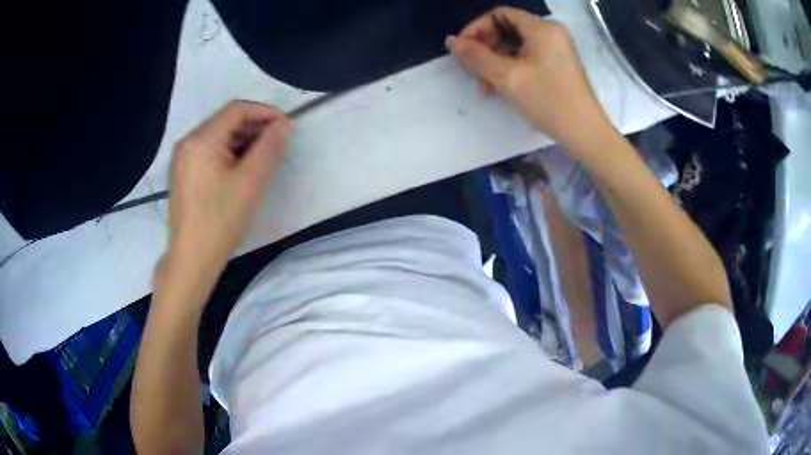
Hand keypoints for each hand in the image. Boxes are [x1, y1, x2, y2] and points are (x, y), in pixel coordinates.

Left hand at [167, 100, 292, 268]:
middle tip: (279, 143)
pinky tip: (243, 168)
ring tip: (265, 156)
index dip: (265, 112)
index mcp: (201, 140)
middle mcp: (188, 142)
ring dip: (243, 140)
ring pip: (218, 136)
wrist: (191, 260)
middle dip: (255, 126)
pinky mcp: (183, 173)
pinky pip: (209, 151)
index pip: (237, 109)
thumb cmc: (220, 221)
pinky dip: (229, 152)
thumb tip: (285, 124)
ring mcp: (183, 158)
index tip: (286, 126)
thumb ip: (269, 148)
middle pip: (226, 121)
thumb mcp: (249, 183)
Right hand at [447, 7, 615, 157]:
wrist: (585, 133)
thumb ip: (476, 57)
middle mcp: (550, 33)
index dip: (476, 28)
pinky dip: (511, 69)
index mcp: (541, 28)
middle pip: (507, 29)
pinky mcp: (558, 65)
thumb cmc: (549, 101)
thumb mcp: (508, 77)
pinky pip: (527, 58)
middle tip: (472, 71)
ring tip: (484, 88)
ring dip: (495, 63)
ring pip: (515, 46)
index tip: (462, 50)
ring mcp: (556, 49)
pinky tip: (500, 88)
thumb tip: (451, 41)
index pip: (499, 14)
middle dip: (485, 48)